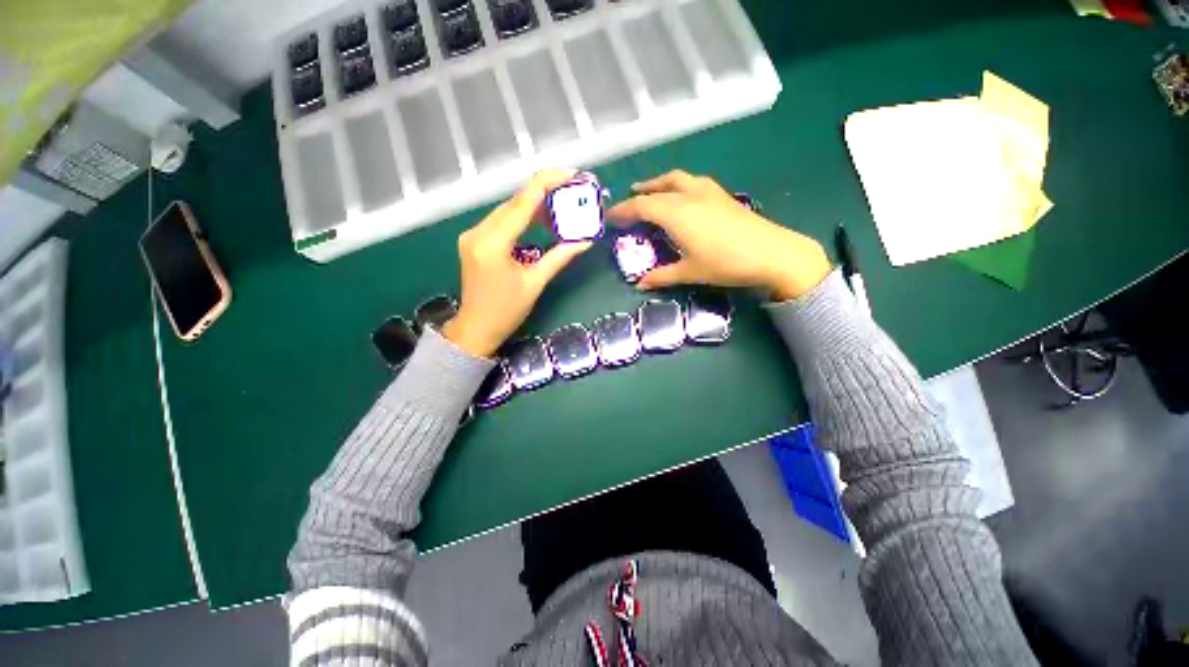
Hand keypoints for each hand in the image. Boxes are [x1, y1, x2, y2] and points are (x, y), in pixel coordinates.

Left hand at [441, 169, 591, 356]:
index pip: (522, 204)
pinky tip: (539, 220)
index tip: (570, 172)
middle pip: (514, 203)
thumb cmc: (506, 311)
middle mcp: (478, 232)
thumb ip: (559, 257)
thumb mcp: (535, 283)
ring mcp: (473, 235)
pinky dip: (522, 218)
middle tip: (571, 189)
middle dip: (544, 192)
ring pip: (507, 210)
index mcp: (492, 244)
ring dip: (533, 206)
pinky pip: (501, 222)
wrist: (476, 328)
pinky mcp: (474, 240)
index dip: (547, 183)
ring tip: (560, 205)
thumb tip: (585, 241)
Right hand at [606, 171, 831, 300]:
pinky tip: (682, 196)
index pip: (641, 206)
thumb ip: (662, 276)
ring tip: (651, 191)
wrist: (772, 252)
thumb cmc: (725, 263)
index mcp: (676, 213)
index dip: (623, 211)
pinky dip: (678, 185)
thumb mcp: (689, 273)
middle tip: (628, 204)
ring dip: (659, 183)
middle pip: (657, 188)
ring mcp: (708, 191)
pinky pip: (691, 181)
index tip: (610, 217)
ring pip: (676, 178)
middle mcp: (688, 195)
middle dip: (639, 195)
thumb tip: (640, 284)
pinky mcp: (722, 194)